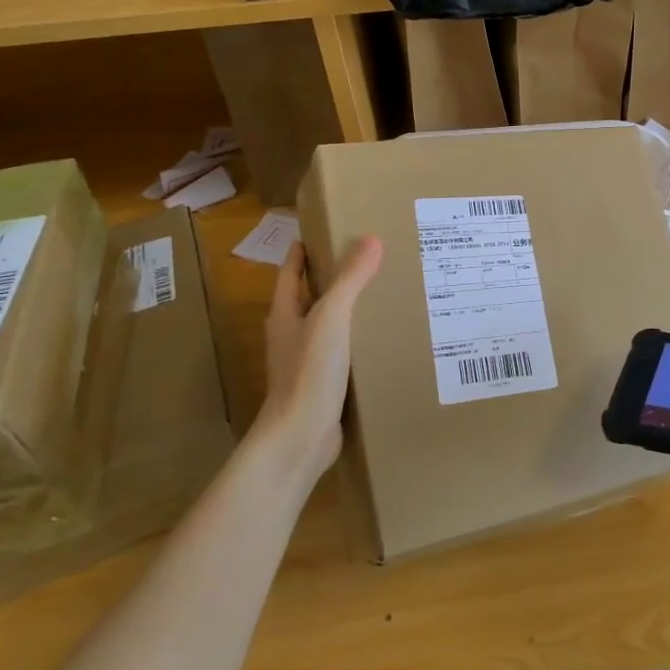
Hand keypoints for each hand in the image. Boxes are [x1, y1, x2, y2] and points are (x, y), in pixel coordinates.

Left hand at [256, 237, 381, 476]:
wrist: (300, 438)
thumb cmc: (309, 371)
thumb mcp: (332, 317)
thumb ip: (350, 279)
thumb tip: (371, 239)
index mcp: (284, 315)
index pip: (290, 273)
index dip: (302, 252)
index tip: (323, 231)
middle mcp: (292, 336)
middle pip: (310, 298)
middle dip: (333, 279)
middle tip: (369, 259)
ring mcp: (306, 364)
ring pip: (329, 327)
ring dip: (350, 311)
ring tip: (384, 294)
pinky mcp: (324, 387)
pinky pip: (344, 354)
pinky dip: (360, 341)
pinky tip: (385, 339)